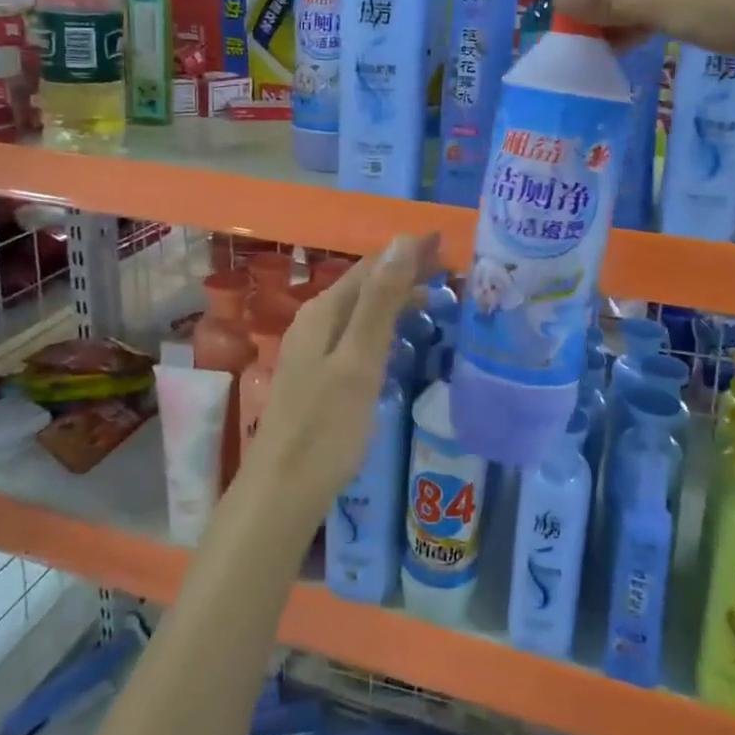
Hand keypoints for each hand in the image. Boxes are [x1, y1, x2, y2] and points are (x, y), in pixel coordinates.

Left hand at [242, 233, 439, 523]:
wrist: (282, 492)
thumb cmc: (326, 426)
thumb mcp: (359, 360)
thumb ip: (380, 301)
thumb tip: (402, 241)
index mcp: (323, 312)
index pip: (372, 266)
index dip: (408, 252)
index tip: (446, 245)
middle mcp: (315, 323)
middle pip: (365, 286)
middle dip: (405, 275)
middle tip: (451, 276)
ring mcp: (314, 352)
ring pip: (361, 313)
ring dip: (396, 301)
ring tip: (436, 305)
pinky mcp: (319, 378)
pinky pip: (357, 338)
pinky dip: (385, 329)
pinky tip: (401, 344)